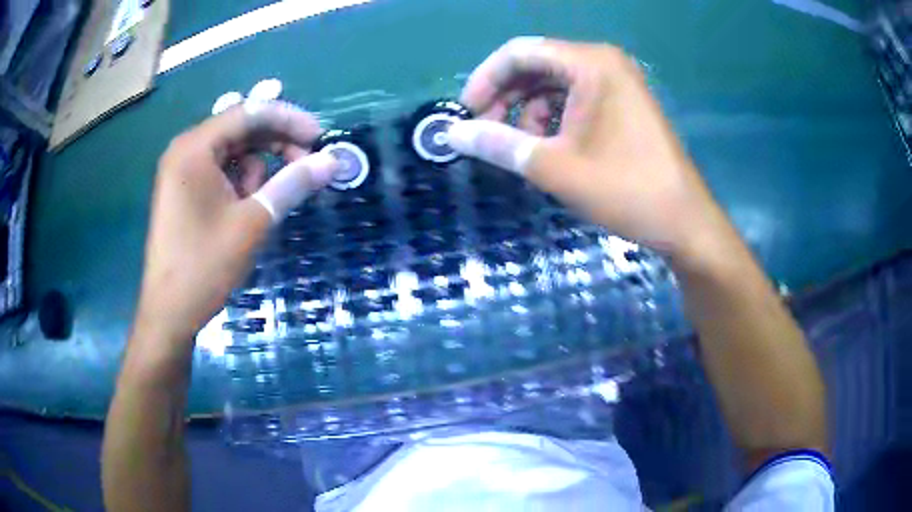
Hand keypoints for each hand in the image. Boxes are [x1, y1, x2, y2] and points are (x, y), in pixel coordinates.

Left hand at [134, 101, 337, 349]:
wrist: (169, 313)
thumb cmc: (205, 266)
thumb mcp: (254, 222)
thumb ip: (292, 184)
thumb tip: (332, 161)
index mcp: (195, 148)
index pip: (248, 113)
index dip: (289, 119)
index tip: (320, 137)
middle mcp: (185, 150)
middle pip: (240, 128)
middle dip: (275, 143)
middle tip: (305, 164)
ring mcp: (181, 171)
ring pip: (232, 151)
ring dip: (258, 167)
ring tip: (264, 202)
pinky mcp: (183, 191)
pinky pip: (219, 171)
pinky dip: (240, 181)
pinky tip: (247, 207)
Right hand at [449, 38, 730, 265]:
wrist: (684, 221)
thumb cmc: (625, 189)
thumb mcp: (554, 168)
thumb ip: (498, 144)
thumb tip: (452, 134)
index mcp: (590, 64)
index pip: (519, 52)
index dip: (485, 80)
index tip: (467, 114)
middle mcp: (604, 62)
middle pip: (536, 65)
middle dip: (506, 97)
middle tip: (488, 133)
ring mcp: (618, 82)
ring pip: (554, 83)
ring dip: (528, 111)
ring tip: (523, 148)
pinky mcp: (624, 103)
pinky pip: (575, 98)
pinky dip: (553, 118)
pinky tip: (550, 147)